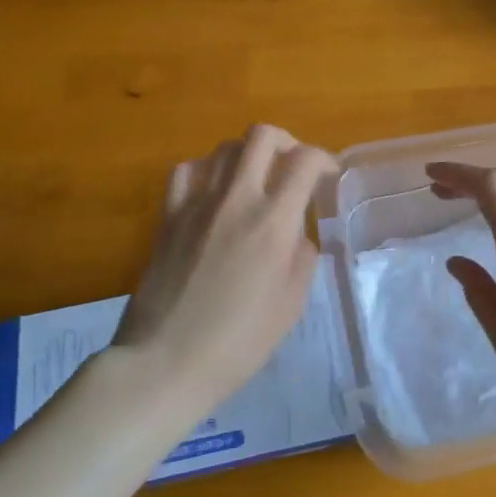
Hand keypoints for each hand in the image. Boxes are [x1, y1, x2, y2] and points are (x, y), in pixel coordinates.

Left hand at [114, 126, 336, 408]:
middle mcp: (235, 199)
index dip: (324, 160)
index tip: (329, 176)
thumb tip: (295, 230)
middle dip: (287, 142)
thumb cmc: (239, 341)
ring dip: (248, 155)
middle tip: (294, 169)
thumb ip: (302, 254)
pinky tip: (214, 193)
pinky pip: (188, 170)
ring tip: (256, 181)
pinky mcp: (168, 215)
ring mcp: (196, 203)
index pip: (305, 161)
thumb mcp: (292, 303)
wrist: (166, 360)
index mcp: (273, 222)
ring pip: (224, 147)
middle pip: (262, 136)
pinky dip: (208, 170)